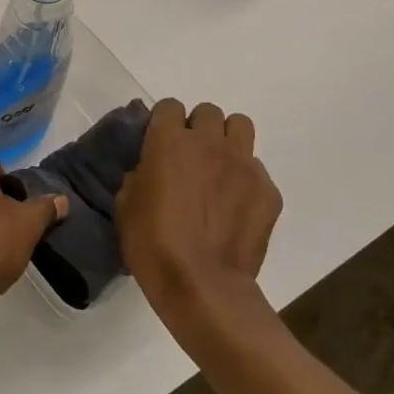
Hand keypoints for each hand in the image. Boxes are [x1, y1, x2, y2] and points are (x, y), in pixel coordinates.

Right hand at [115, 99, 282, 316]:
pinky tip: (236, 207)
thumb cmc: (153, 244)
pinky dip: (246, 181)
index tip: (160, 144)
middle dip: (198, 129)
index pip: (169, 107)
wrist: (202, 286)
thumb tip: (151, 173)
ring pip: (240, 127)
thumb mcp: (126, 206)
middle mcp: (209, 143)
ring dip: (227, 141)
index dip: (164, 123)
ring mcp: (244, 164)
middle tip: (190, 158)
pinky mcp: (268, 191)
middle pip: (208, 112)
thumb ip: (140, 176)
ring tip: (219, 169)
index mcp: (169, 142)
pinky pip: (257, 170)